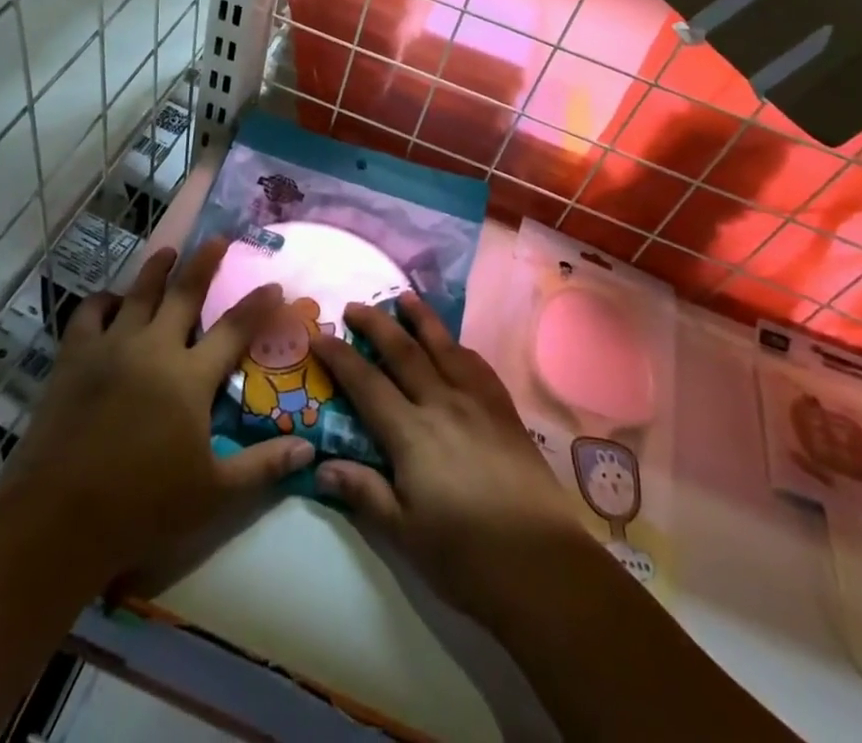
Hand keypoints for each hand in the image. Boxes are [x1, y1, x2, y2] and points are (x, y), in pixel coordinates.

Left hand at [0, 240, 313, 583]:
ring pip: (139, 293)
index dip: (258, 305)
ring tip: (169, 251)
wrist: (58, 520)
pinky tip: (111, 300)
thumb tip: (308, 447)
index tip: (274, 285)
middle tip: (219, 238)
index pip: (235, 328)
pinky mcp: (74, 358)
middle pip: (185, 293)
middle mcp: (154, 348)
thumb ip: (262, 466)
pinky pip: (89, 313)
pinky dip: (103, 301)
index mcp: (190, 377)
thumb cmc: (142, 507)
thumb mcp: (213, 494)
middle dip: (205, 262)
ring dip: (157, 269)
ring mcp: (111, 348)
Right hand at [312, 291, 581, 620]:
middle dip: (376, 325)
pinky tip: (454, 344)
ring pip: (443, 346)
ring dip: (420, 319)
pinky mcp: (504, 409)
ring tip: (404, 298)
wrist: (541, 563)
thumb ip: (365, 492)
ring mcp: (477, 401)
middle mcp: (441, 403)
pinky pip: (476, 364)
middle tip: (355, 305)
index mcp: (411, 434)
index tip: (320, 336)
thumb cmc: (465, 556)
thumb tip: (322, 465)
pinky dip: (458, 346)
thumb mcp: (404, 534)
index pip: (366, 384)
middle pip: (403, 352)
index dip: (340, 358)